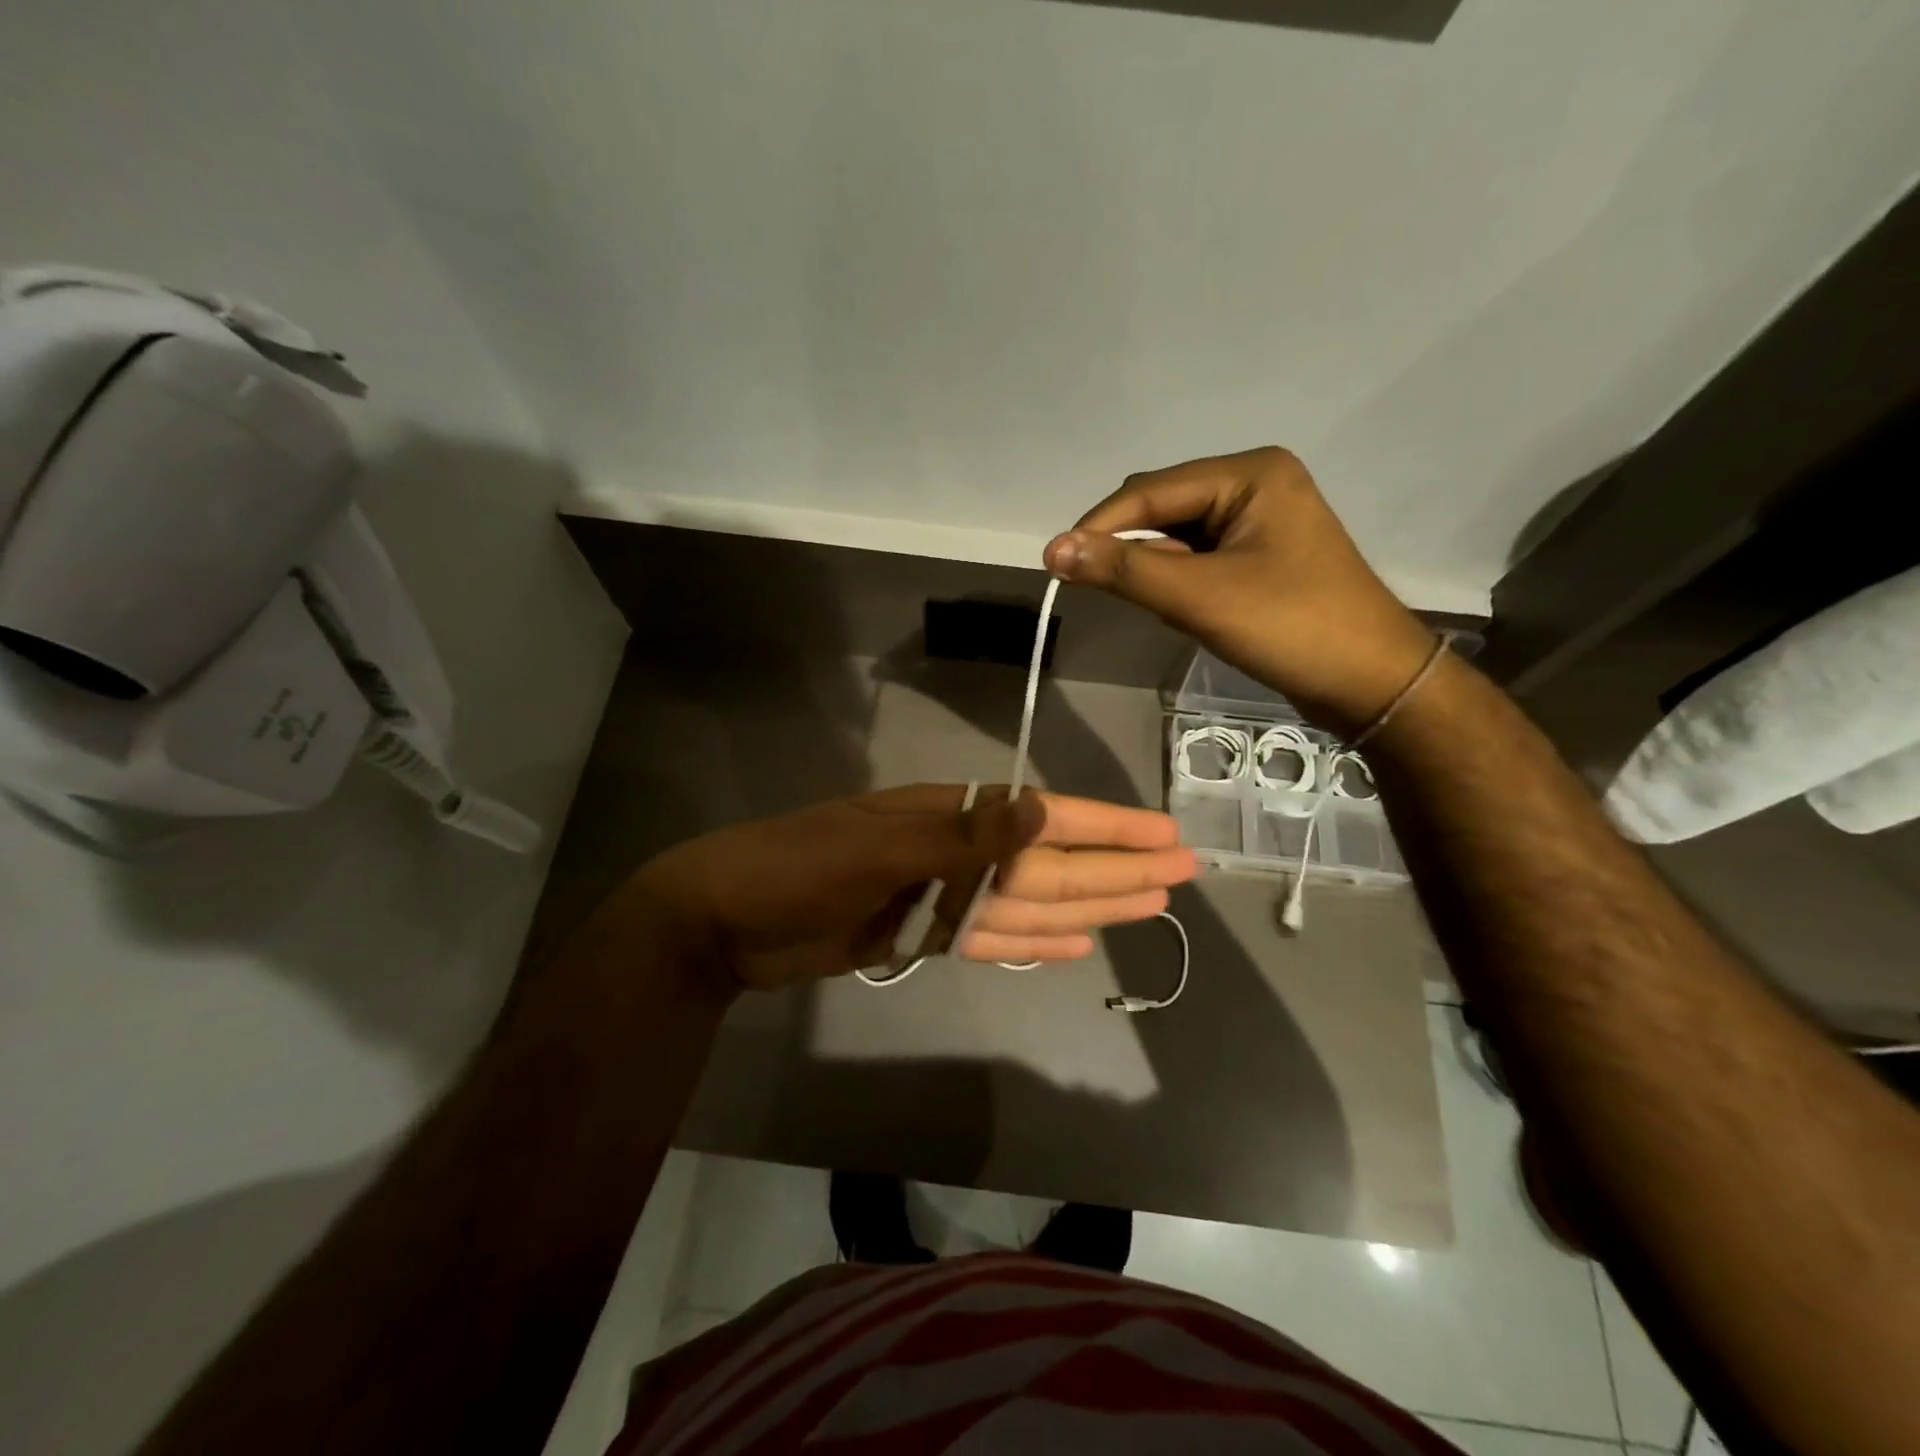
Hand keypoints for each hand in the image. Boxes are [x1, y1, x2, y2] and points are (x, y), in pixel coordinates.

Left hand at [629, 785, 1195, 992]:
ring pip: (1029, 902)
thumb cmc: (796, 871)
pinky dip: (1029, 941)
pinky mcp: (921, 934)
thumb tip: (1041, 809)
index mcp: (949, 816)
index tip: (1165, 838)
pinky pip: (989, 937)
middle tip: (1180, 876)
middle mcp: (954, 852)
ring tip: (1145, 908)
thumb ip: (962, 837)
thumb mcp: (877, 849)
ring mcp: (939, 896)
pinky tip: (1072, 945)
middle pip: (1050, 862)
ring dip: (1087, 905)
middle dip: (1114, 868)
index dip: (1108, 828)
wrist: (722, 920)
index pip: (1046, 819)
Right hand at [1043, 446, 1436, 736]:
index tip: (1055, 565)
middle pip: (1162, 506)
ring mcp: (1259, 519)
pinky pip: (1197, 556)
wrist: (1371, 683)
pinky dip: (1177, 579)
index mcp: (1249, 473)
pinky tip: (1182, 607)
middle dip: (1130, 547)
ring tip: (1162, 606)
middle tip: (1103, 590)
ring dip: (1154, 567)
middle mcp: (1254, 483)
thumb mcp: (1200, 597)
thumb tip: (1052, 550)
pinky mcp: (1258, 554)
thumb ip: (1124, 570)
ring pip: (1176, 534)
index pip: (1151, 490)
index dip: (1099, 526)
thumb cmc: (1291, 628)